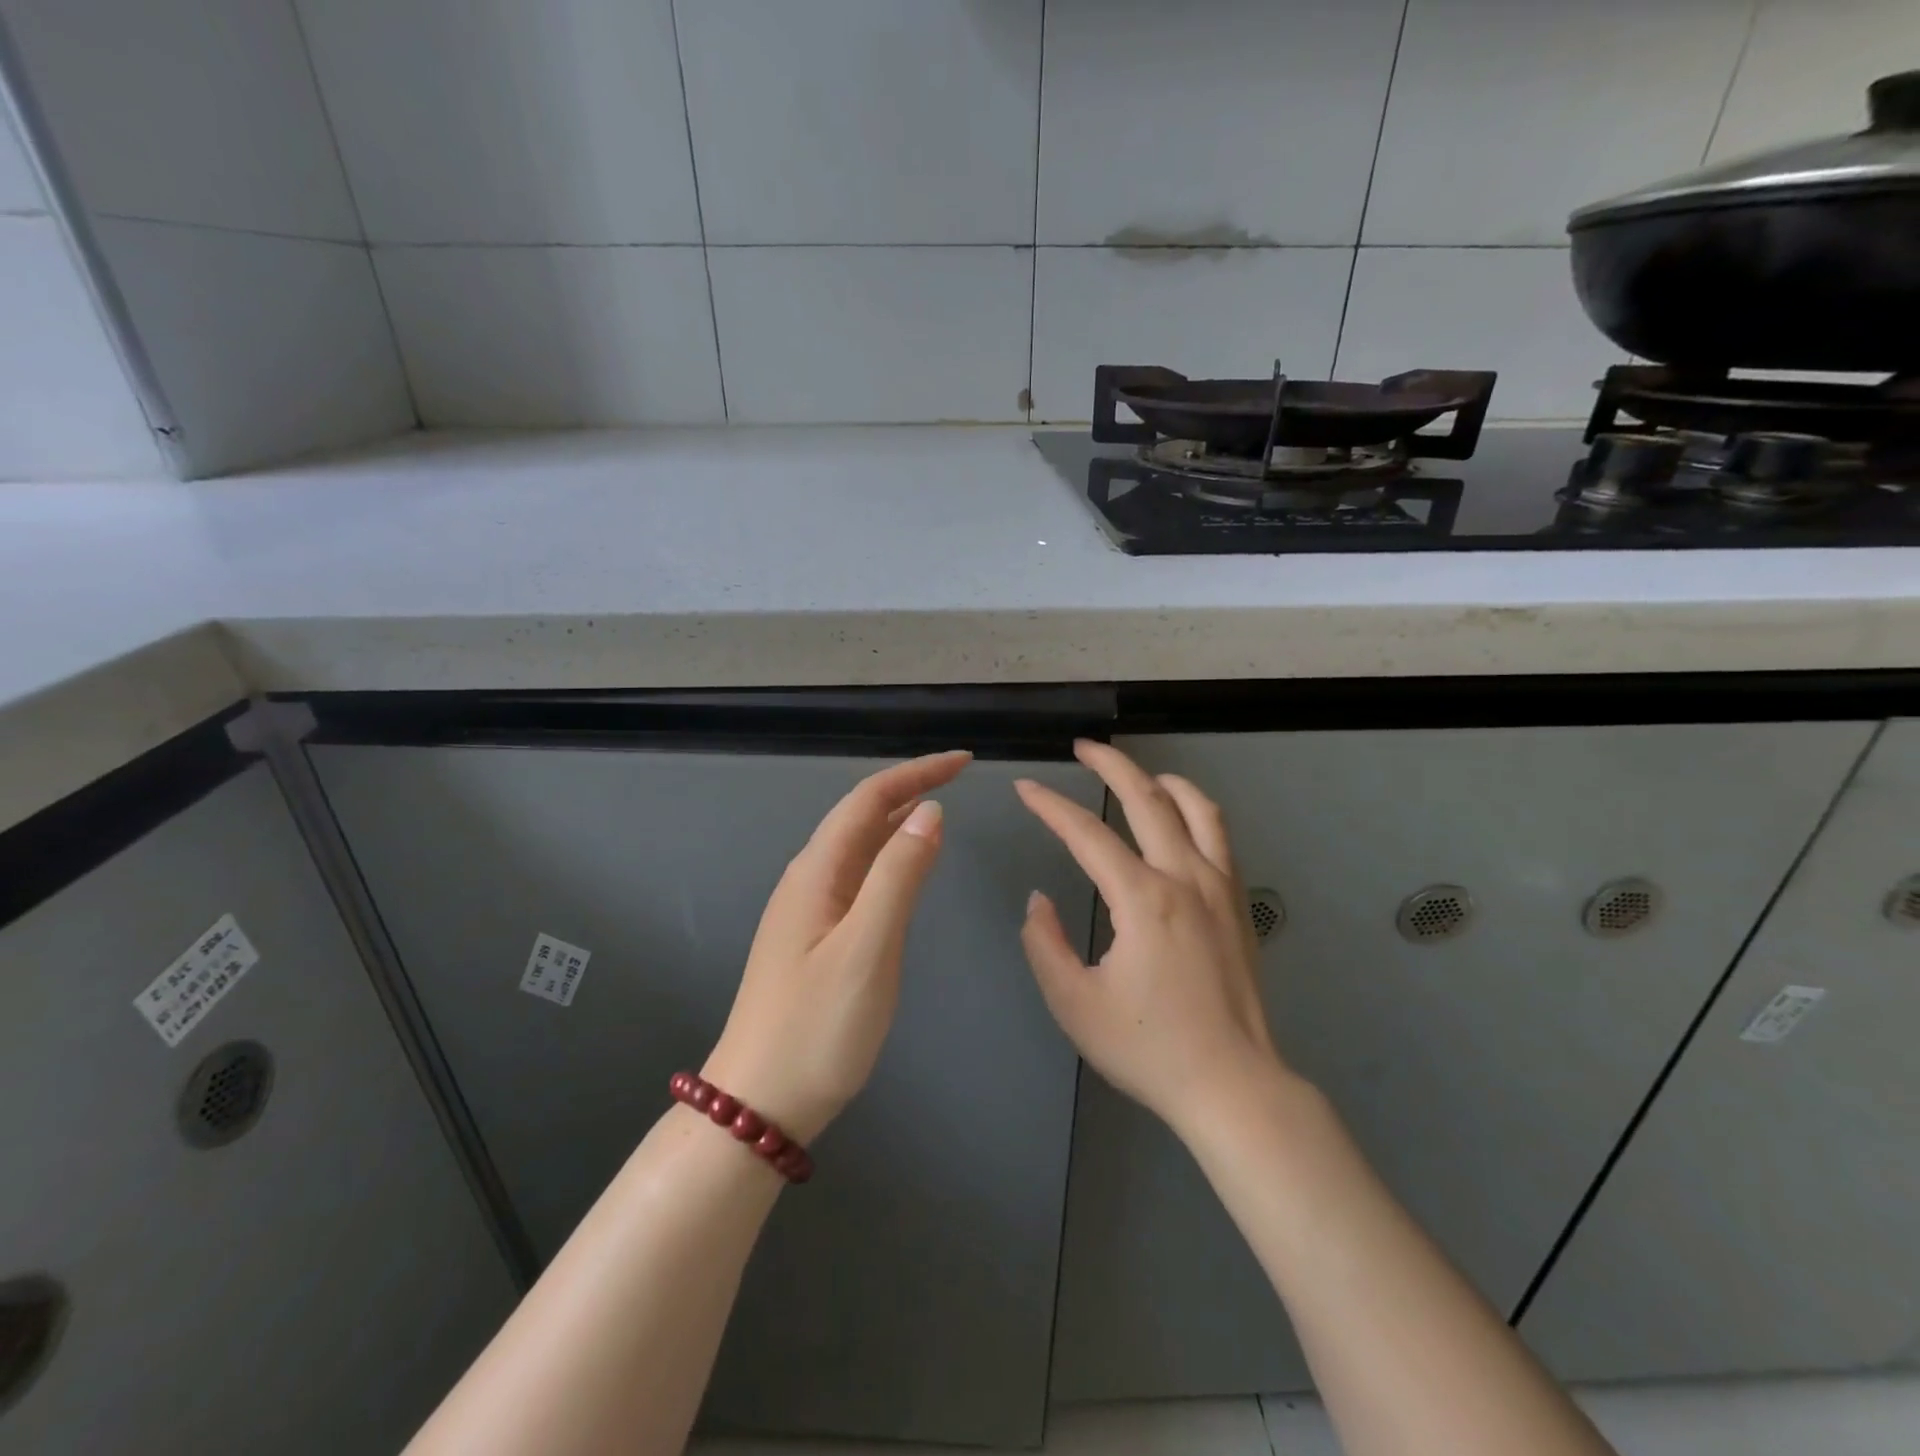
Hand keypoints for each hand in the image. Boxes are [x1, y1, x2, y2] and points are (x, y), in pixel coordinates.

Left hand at [703, 751, 969, 1144]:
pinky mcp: (814, 937)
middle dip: (910, 788)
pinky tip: (905, 868)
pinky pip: (857, 877)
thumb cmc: (816, 1028)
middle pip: (861, 815)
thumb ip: (899, 876)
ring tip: (940, 809)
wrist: (758, 1103)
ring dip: (898, 820)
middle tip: (960, 778)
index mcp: (817, 872)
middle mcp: (809, 879)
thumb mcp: (867, 948)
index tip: (964, 762)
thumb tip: (930, 811)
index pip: (869, 798)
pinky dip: (888, 857)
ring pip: (858, 846)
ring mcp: (808, 909)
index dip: (917, 773)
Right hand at [1015, 740, 1287, 1136]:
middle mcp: (1185, 877)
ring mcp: (1220, 886)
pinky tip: (1180, 817)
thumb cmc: (1149, 1048)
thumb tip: (1039, 901)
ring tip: (1137, 773)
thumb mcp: (1075, 1004)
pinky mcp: (1238, 903)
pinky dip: (1196, 809)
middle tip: (1083, 748)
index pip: (1087, 834)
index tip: (1026, 788)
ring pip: (1196, 807)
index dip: (1050, 806)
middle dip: (1110, 765)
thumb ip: (1044, 944)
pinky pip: (1220, 836)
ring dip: (1162, 780)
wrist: (1234, 1086)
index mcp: (1143, 899)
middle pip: (1147, 798)